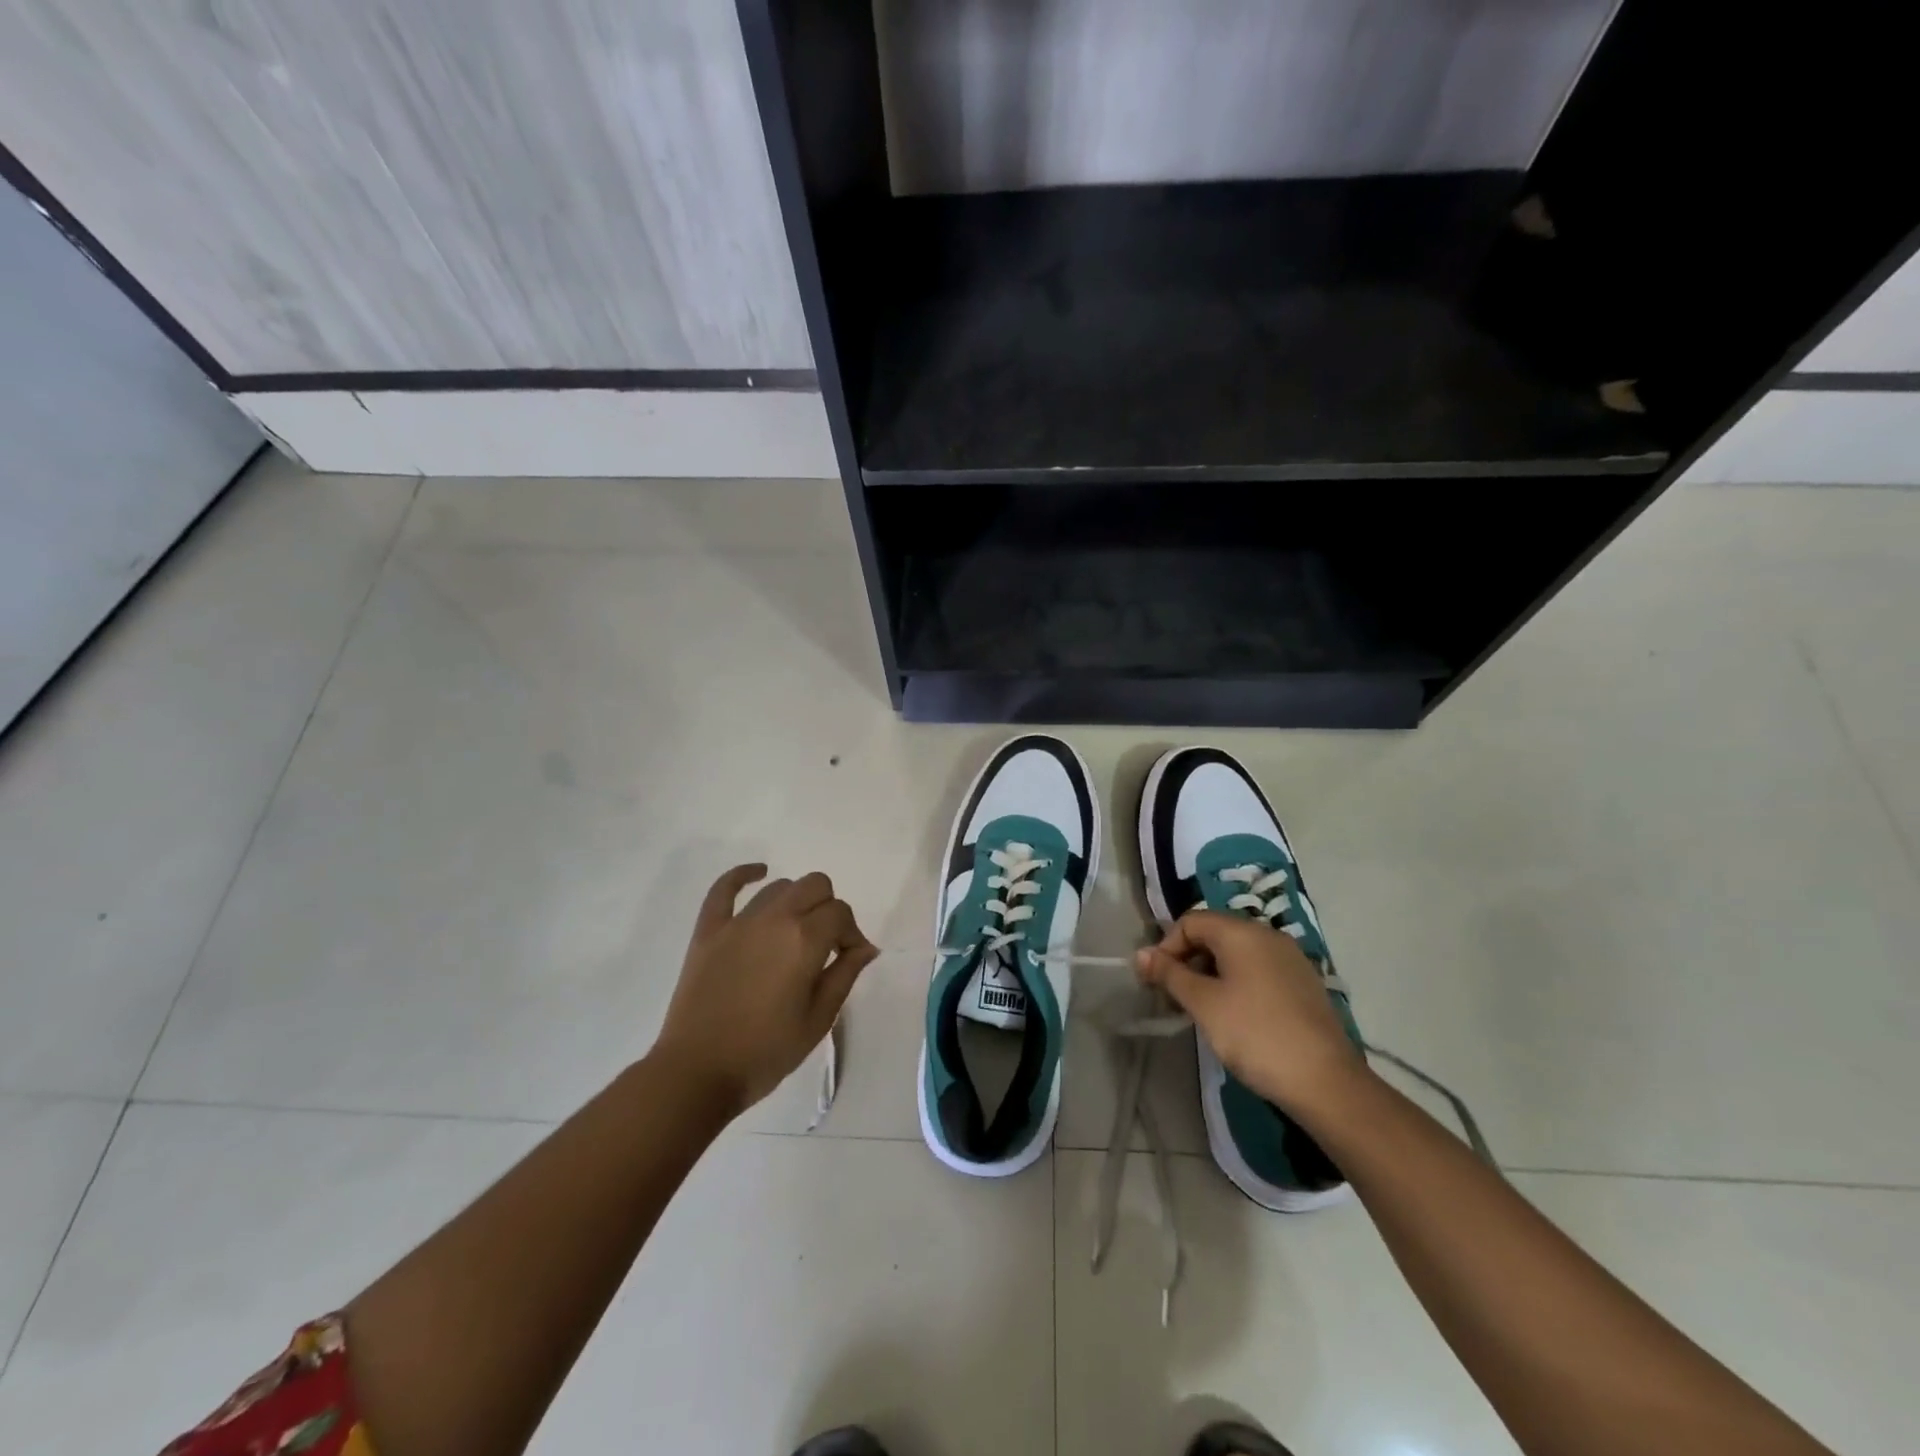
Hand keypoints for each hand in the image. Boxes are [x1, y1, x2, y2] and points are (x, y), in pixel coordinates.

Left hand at [651, 865, 878, 1116]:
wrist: (697, 1073)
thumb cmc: (765, 1052)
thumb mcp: (818, 1019)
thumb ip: (844, 975)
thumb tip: (864, 947)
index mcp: (805, 940)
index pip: (841, 913)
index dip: (851, 934)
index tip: (849, 959)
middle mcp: (775, 918)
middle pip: (815, 885)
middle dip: (829, 908)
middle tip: (825, 944)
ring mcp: (738, 921)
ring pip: (779, 887)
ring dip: (796, 901)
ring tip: (794, 932)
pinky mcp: (708, 930)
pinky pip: (724, 888)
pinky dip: (743, 874)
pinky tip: (758, 872)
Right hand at [1135, 909, 1365, 1117]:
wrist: (1325, 1082)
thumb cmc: (1255, 1034)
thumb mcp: (1204, 1004)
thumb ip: (1170, 974)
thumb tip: (1141, 954)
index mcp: (1242, 932)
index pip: (1191, 921)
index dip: (1167, 947)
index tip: (1157, 982)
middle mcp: (1268, 935)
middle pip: (1215, 933)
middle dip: (1188, 960)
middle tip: (1175, 997)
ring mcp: (1291, 959)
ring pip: (1237, 953)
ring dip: (1211, 973)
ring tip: (1202, 1009)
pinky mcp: (1303, 984)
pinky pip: (1259, 970)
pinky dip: (1237, 983)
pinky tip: (1235, 1016)